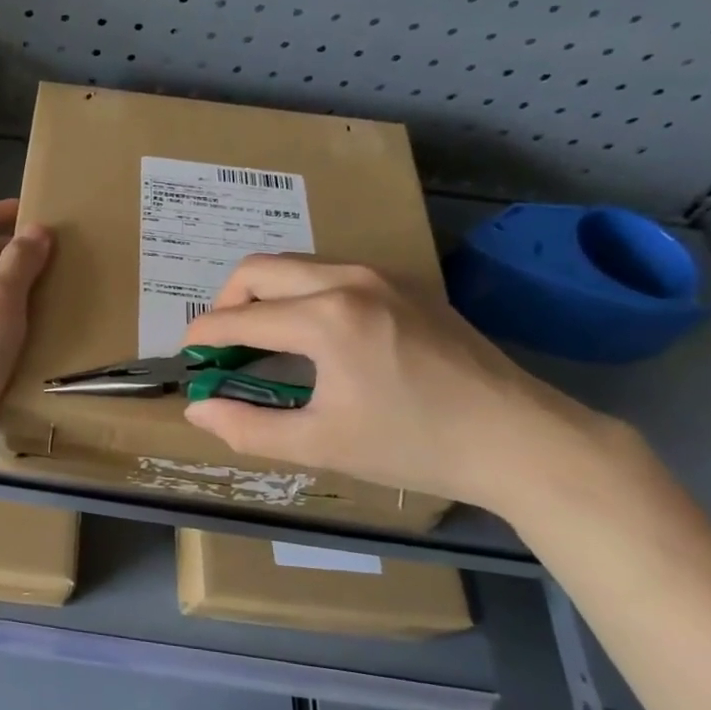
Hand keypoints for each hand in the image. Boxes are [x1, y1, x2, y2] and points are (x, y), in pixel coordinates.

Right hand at [180, 256, 617, 514]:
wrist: (522, 439)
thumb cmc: (416, 445)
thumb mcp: (323, 444)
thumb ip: (248, 427)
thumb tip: (197, 408)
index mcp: (326, 319)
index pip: (239, 318)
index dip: (203, 337)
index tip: (188, 357)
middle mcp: (348, 280)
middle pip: (258, 268)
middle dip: (227, 302)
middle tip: (224, 345)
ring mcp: (382, 275)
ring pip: (296, 264)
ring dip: (265, 293)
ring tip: (263, 338)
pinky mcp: (406, 283)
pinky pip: (331, 271)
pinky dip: (301, 292)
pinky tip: (314, 333)